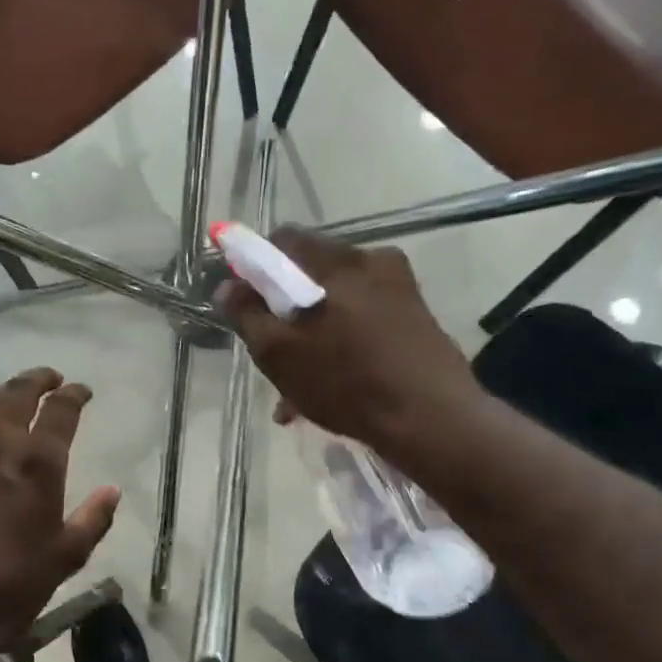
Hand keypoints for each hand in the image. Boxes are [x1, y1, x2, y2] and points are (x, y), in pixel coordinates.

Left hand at [0, 368, 119, 648]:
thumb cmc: (13, 580)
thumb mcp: (67, 555)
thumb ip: (93, 518)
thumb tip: (113, 490)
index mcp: (39, 461)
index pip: (60, 410)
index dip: (74, 394)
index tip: (82, 390)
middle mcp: (0, 444)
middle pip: (18, 394)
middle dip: (37, 379)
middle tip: (51, 377)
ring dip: (5, 391)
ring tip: (16, 391)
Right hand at [217, 229, 479, 452]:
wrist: (433, 421)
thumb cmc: (348, 383)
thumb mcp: (280, 354)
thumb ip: (247, 314)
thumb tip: (227, 285)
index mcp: (339, 261)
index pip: (283, 240)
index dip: (255, 266)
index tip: (247, 304)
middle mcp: (373, 262)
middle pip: (311, 272)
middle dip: (285, 308)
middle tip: (273, 351)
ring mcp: (401, 290)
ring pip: (338, 302)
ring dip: (312, 335)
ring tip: (297, 386)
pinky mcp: (416, 318)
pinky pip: (364, 322)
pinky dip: (341, 345)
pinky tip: (329, 389)